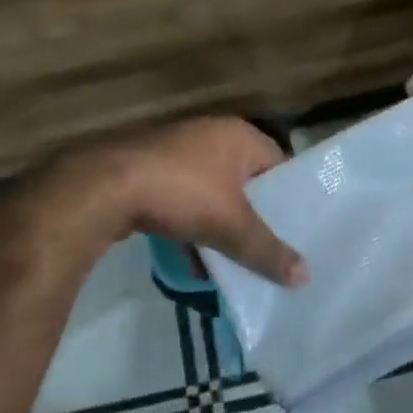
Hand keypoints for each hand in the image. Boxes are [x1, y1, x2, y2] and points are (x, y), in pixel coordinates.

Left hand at [97, 118, 306, 286]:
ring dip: (222, 224)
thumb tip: (305, 278)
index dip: (290, 198)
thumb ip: (268, 251)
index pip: (280, 165)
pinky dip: (193, 225)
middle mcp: (211, 134)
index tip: (297, 231)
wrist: (107, 187)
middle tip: (269, 249)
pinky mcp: (152, 169)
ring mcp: (178, 150)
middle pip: (246, 181)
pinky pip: (185, 199)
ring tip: (235, 260)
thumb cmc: (183, 193)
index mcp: (239, 136)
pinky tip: (195, 260)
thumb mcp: (232, 227)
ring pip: (214, 192)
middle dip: (254, 217)